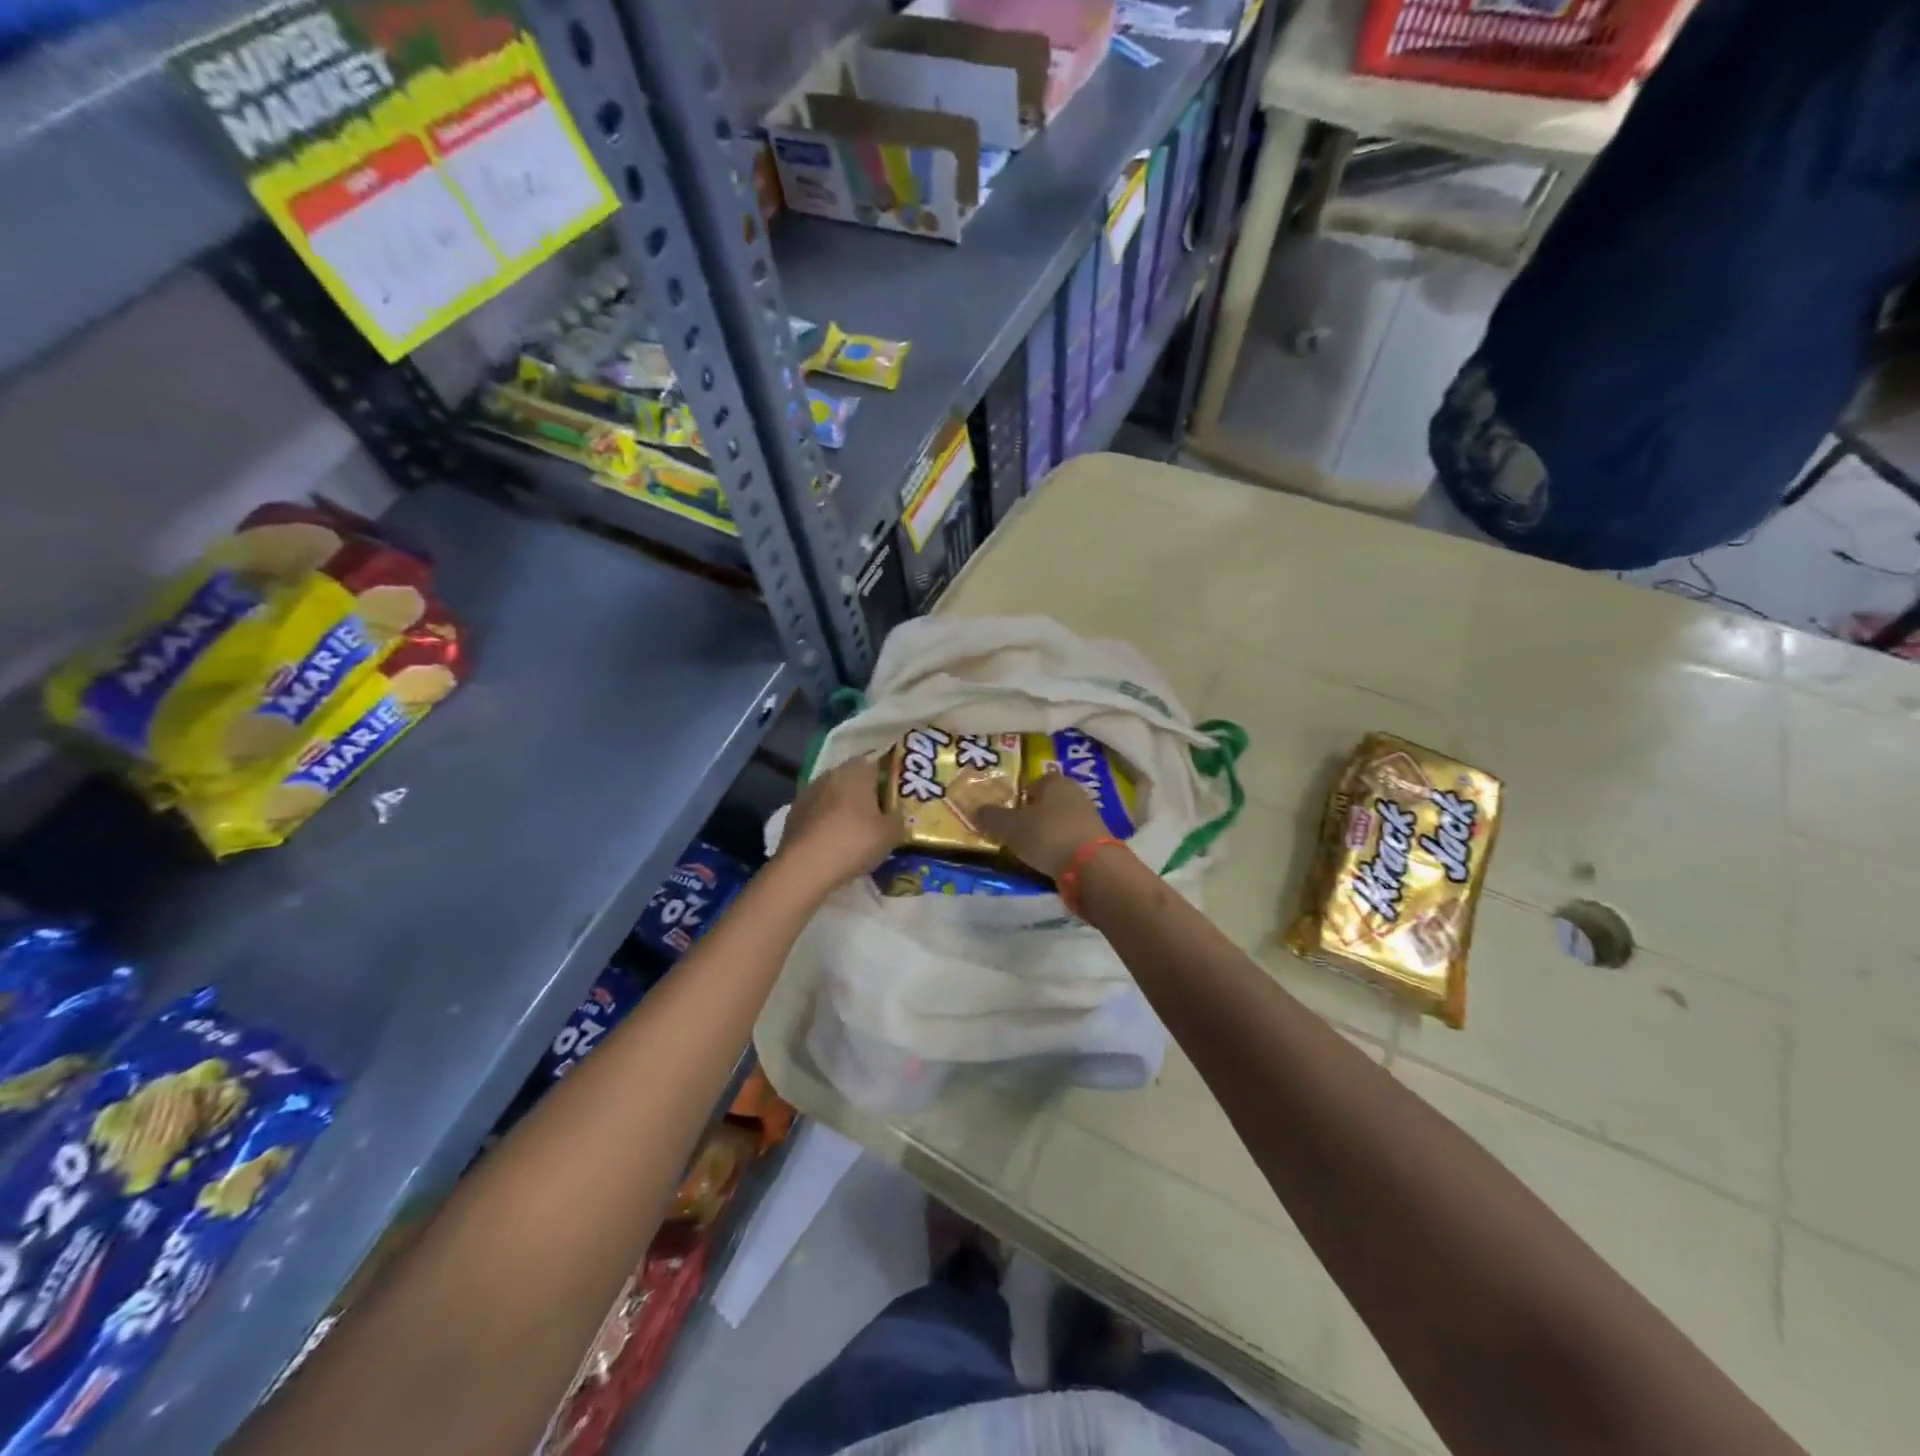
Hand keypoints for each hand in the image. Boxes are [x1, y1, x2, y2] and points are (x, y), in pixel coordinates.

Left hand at [776, 755, 902, 889]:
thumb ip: (899, 818)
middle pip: (853, 778)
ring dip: (843, 808)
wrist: (804, 867)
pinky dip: (826, 822)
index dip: (887, 778)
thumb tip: (897, 813)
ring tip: (855, 831)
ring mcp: (808, 793)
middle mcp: (830, 774)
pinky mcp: (793, 814)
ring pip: (833, 795)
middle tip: (878, 815)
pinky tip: (833, 842)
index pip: (876, 763)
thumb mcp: (891, 834)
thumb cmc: (854, 842)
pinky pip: (817, 813)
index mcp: (856, 771)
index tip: (895, 797)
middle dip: (865, 794)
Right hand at [976, 771, 1113, 878]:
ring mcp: (1090, 817)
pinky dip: (1060, 847)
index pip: (1032, 783)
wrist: (1092, 866)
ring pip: (1059, 821)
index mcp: (1055, 781)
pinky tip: (1051, 860)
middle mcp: (1075, 793)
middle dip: (1032, 815)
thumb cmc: (1048, 835)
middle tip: (1015, 833)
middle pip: (1047, 802)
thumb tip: (976, 810)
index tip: (1007, 815)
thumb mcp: (1010, 827)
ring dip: (1047, 833)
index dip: (1018, 797)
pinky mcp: (1098, 840)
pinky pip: (1070, 839)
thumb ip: (992, 817)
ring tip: (1031, 850)